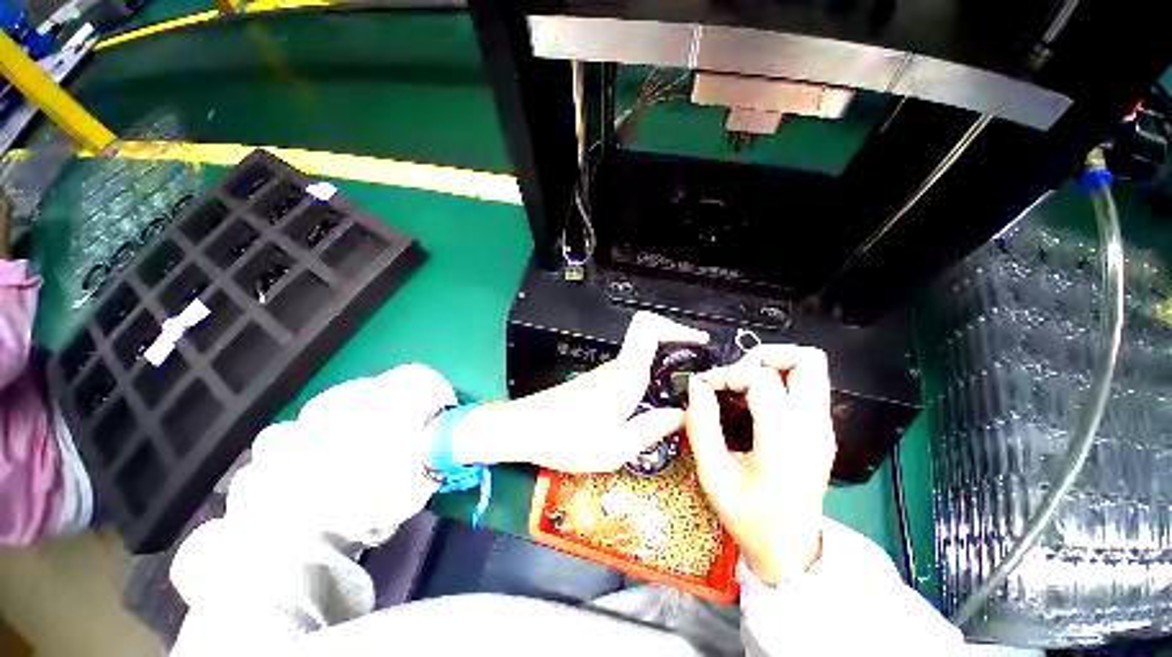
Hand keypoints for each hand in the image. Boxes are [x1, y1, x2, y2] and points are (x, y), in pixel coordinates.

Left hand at [452, 311, 707, 471]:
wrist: (526, 429)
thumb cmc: (566, 439)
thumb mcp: (615, 448)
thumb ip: (651, 430)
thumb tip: (682, 417)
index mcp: (624, 376)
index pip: (647, 329)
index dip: (675, 327)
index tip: (698, 340)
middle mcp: (618, 368)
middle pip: (650, 340)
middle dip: (678, 348)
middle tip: (701, 373)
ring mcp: (608, 373)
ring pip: (643, 358)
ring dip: (666, 367)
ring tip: (685, 395)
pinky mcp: (600, 382)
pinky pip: (633, 372)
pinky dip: (651, 380)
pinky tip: (655, 407)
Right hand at [686, 345, 835, 584]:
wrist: (790, 548)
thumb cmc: (750, 518)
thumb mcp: (713, 476)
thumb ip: (702, 425)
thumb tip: (697, 385)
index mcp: (787, 442)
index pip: (763, 379)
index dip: (729, 374)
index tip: (708, 387)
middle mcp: (814, 429)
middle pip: (806, 360)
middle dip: (763, 356)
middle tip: (735, 376)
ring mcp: (824, 427)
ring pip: (811, 367)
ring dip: (772, 365)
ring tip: (743, 383)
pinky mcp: (822, 429)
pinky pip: (806, 385)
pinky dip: (778, 379)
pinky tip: (753, 400)